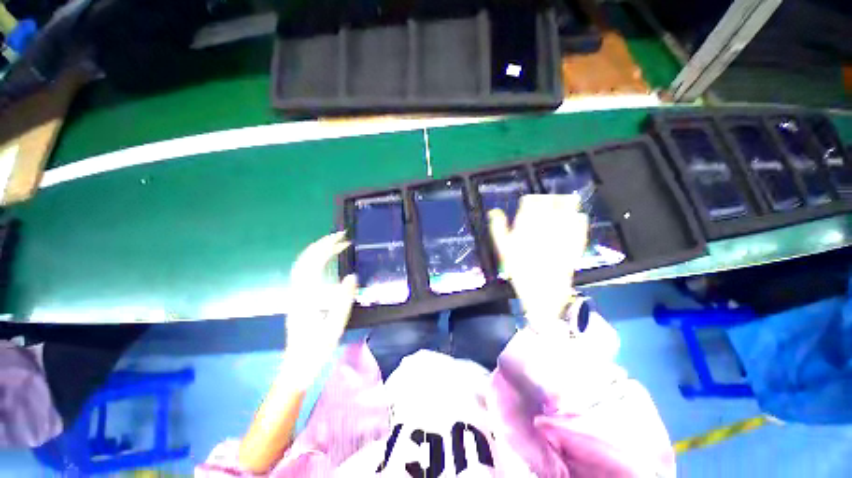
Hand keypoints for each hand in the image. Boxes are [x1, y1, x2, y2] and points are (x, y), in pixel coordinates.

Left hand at [284, 231, 357, 385]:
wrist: (297, 367)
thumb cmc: (316, 349)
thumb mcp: (334, 326)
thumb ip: (343, 300)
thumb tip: (352, 276)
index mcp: (305, 297)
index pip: (312, 264)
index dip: (326, 248)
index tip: (342, 239)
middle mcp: (297, 292)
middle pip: (305, 260)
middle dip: (322, 244)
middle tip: (342, 237)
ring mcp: (296, 295)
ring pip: (303, 265)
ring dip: (319, 251)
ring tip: (337, 245)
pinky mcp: (299, 299)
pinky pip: (306, 273)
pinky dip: (317, 261)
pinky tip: (327, 262)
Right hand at [488, 194, 587, 330]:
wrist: (543, 292)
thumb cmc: (519, 270)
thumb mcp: (503, 249)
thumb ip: (498, 228)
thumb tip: (493, 212)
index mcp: (527, 225)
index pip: (530, 202)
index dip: (530, 200)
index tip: (529, 203)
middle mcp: (546, 224)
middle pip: (551, 201)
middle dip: (549, 199)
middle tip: (547, 201)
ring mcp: (563, 232)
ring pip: (567, 208)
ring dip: (566, 203)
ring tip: (564, 202)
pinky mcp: (576, 241)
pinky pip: (580, 224)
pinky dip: (578, 218)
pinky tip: (577, 217)